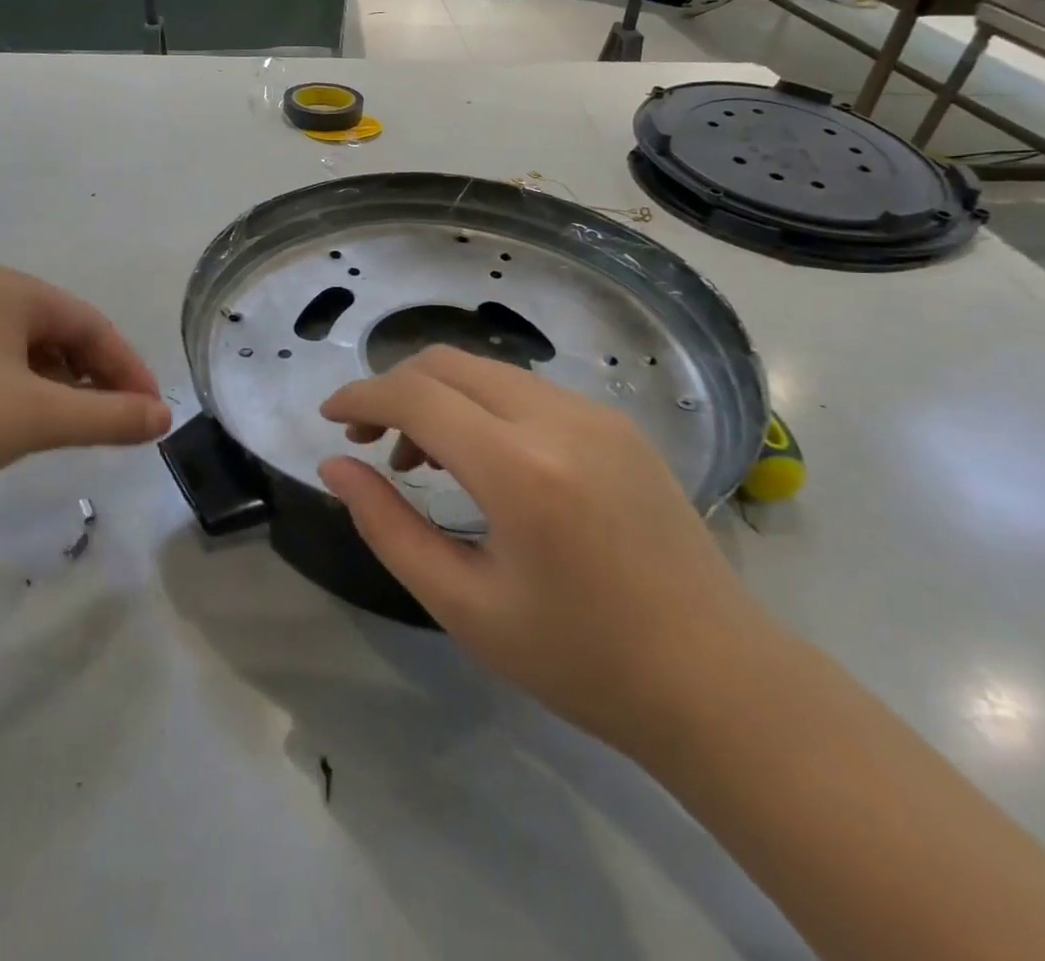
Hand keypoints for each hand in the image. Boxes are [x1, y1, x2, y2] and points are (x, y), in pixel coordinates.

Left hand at [0, 266, 171, 509]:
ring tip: (74, 428)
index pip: (93, 326)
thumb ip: (109, 416)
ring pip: (30, 353)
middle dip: (96, 379)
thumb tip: (164, 417)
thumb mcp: (39, 417)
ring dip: (62, 388)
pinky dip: (24, 394)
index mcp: (13, 291)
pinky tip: (20, 424)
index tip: (151, 415)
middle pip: (63, 335)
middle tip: (117, 423)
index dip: (129, 370)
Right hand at [318, 346, 767, 753]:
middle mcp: (559, 419)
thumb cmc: (579, 660)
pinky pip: (526, 389)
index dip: (360, 396)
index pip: (415, 395)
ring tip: (420, 458)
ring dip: (437, 396)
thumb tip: (336, 468)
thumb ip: (387, 526)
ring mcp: (596, 414)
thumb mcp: (463, 605)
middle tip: (368, 442)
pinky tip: (481, 459)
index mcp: (519, 469)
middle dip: (393, 389)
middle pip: (447, 363)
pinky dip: (481, 405)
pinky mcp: (617, 423)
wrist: (717, 681)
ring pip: (486, 370)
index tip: (328, 417)